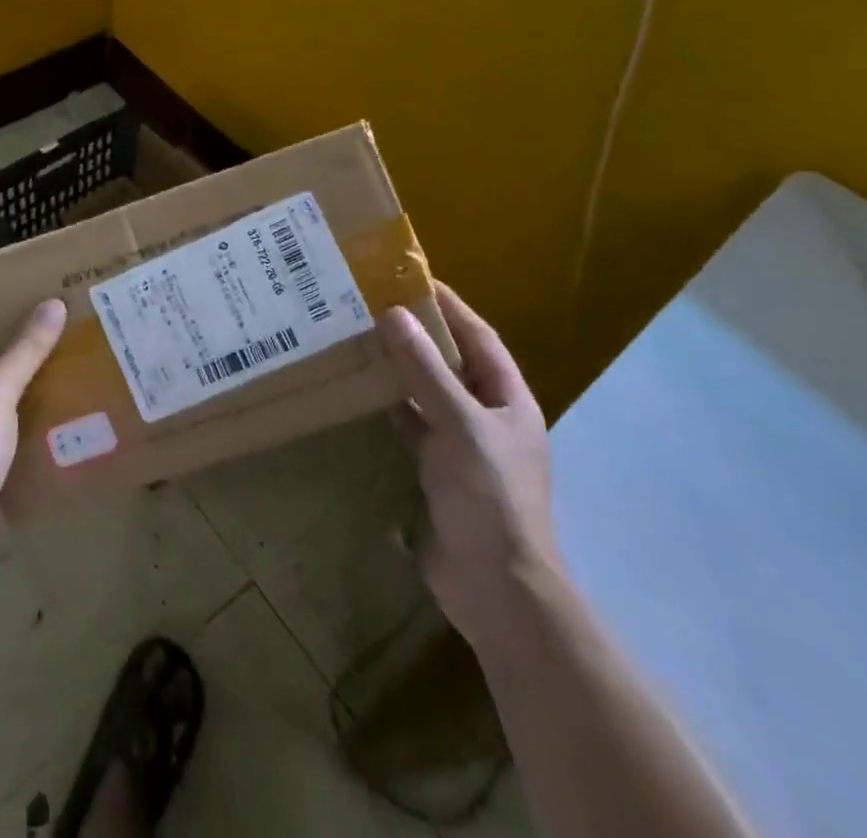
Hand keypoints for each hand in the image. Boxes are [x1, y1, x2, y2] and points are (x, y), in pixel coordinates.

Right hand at [381, 286, 562, 653]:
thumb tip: (393, 314)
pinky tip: (359, 394)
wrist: (496, 588)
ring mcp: (462, 447)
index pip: (479, 337)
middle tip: (371, 306)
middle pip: (451, 363)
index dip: (449, 306)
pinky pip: (411, 427)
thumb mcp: (459, 424)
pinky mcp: (437, 473)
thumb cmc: (489, 496)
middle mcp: (487, 418)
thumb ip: (425, 370)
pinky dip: (389, 408)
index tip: (411, 278)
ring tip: (358, 340)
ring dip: (400, 371)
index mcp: (508, 400)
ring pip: (427, 394)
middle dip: (417, 335)